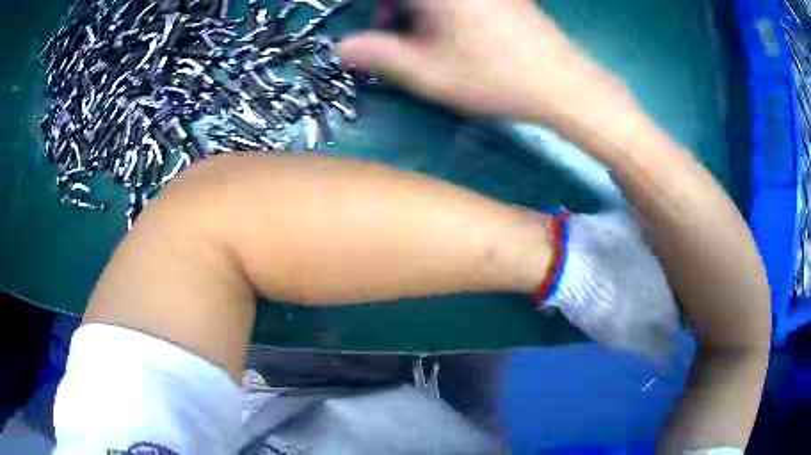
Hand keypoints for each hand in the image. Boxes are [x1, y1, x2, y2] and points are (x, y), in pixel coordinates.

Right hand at [336, 0, 621, 122]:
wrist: (561, 82)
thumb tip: (342, 48)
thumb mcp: (426, 73)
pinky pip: (456, 1)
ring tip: (418, 33)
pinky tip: (449, 26)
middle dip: (391, 8)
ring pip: (432, 0)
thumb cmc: (494, 78)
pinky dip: (439, 9)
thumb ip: (376, 55)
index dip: (378, 11)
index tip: (375, 27)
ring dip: (414, 8)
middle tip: (388, 28)